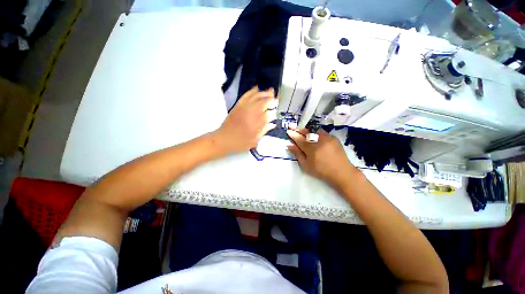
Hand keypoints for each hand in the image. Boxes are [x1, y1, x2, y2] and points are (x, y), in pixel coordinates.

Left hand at [214, 87, 276, 153]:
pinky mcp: (238, 105)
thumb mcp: (254, 140)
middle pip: (263, 102)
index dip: (274, 109)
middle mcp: (251, 113)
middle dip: (271, 98)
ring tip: (270, 90)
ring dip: (264, 92)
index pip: (269, 113)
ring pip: (256, 96)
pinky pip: (246, 95)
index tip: (277, 108)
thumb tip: (272, 124)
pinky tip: (257, 88)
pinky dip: (252, 91)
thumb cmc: (240, 142)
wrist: (224, 139)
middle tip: (276, 96)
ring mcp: (244, 107)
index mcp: (257, 123)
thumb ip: (264, 131)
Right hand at [287, 128, 359, 187]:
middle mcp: (319, 140)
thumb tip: (289, 145)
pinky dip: (316, 133)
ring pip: (315, 130)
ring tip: (303, 131)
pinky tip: (315, 136)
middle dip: (299, 129)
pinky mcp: (334, 138)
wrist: (342, 172)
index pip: (299, 139)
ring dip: (308, 130)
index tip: (288, 131)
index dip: (293, 134)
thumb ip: (297, 154)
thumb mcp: (306, 165)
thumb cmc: (321, 171)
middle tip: (293, 127)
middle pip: (307, 132)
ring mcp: (328, 138)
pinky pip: (322, 133)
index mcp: (311, 148)